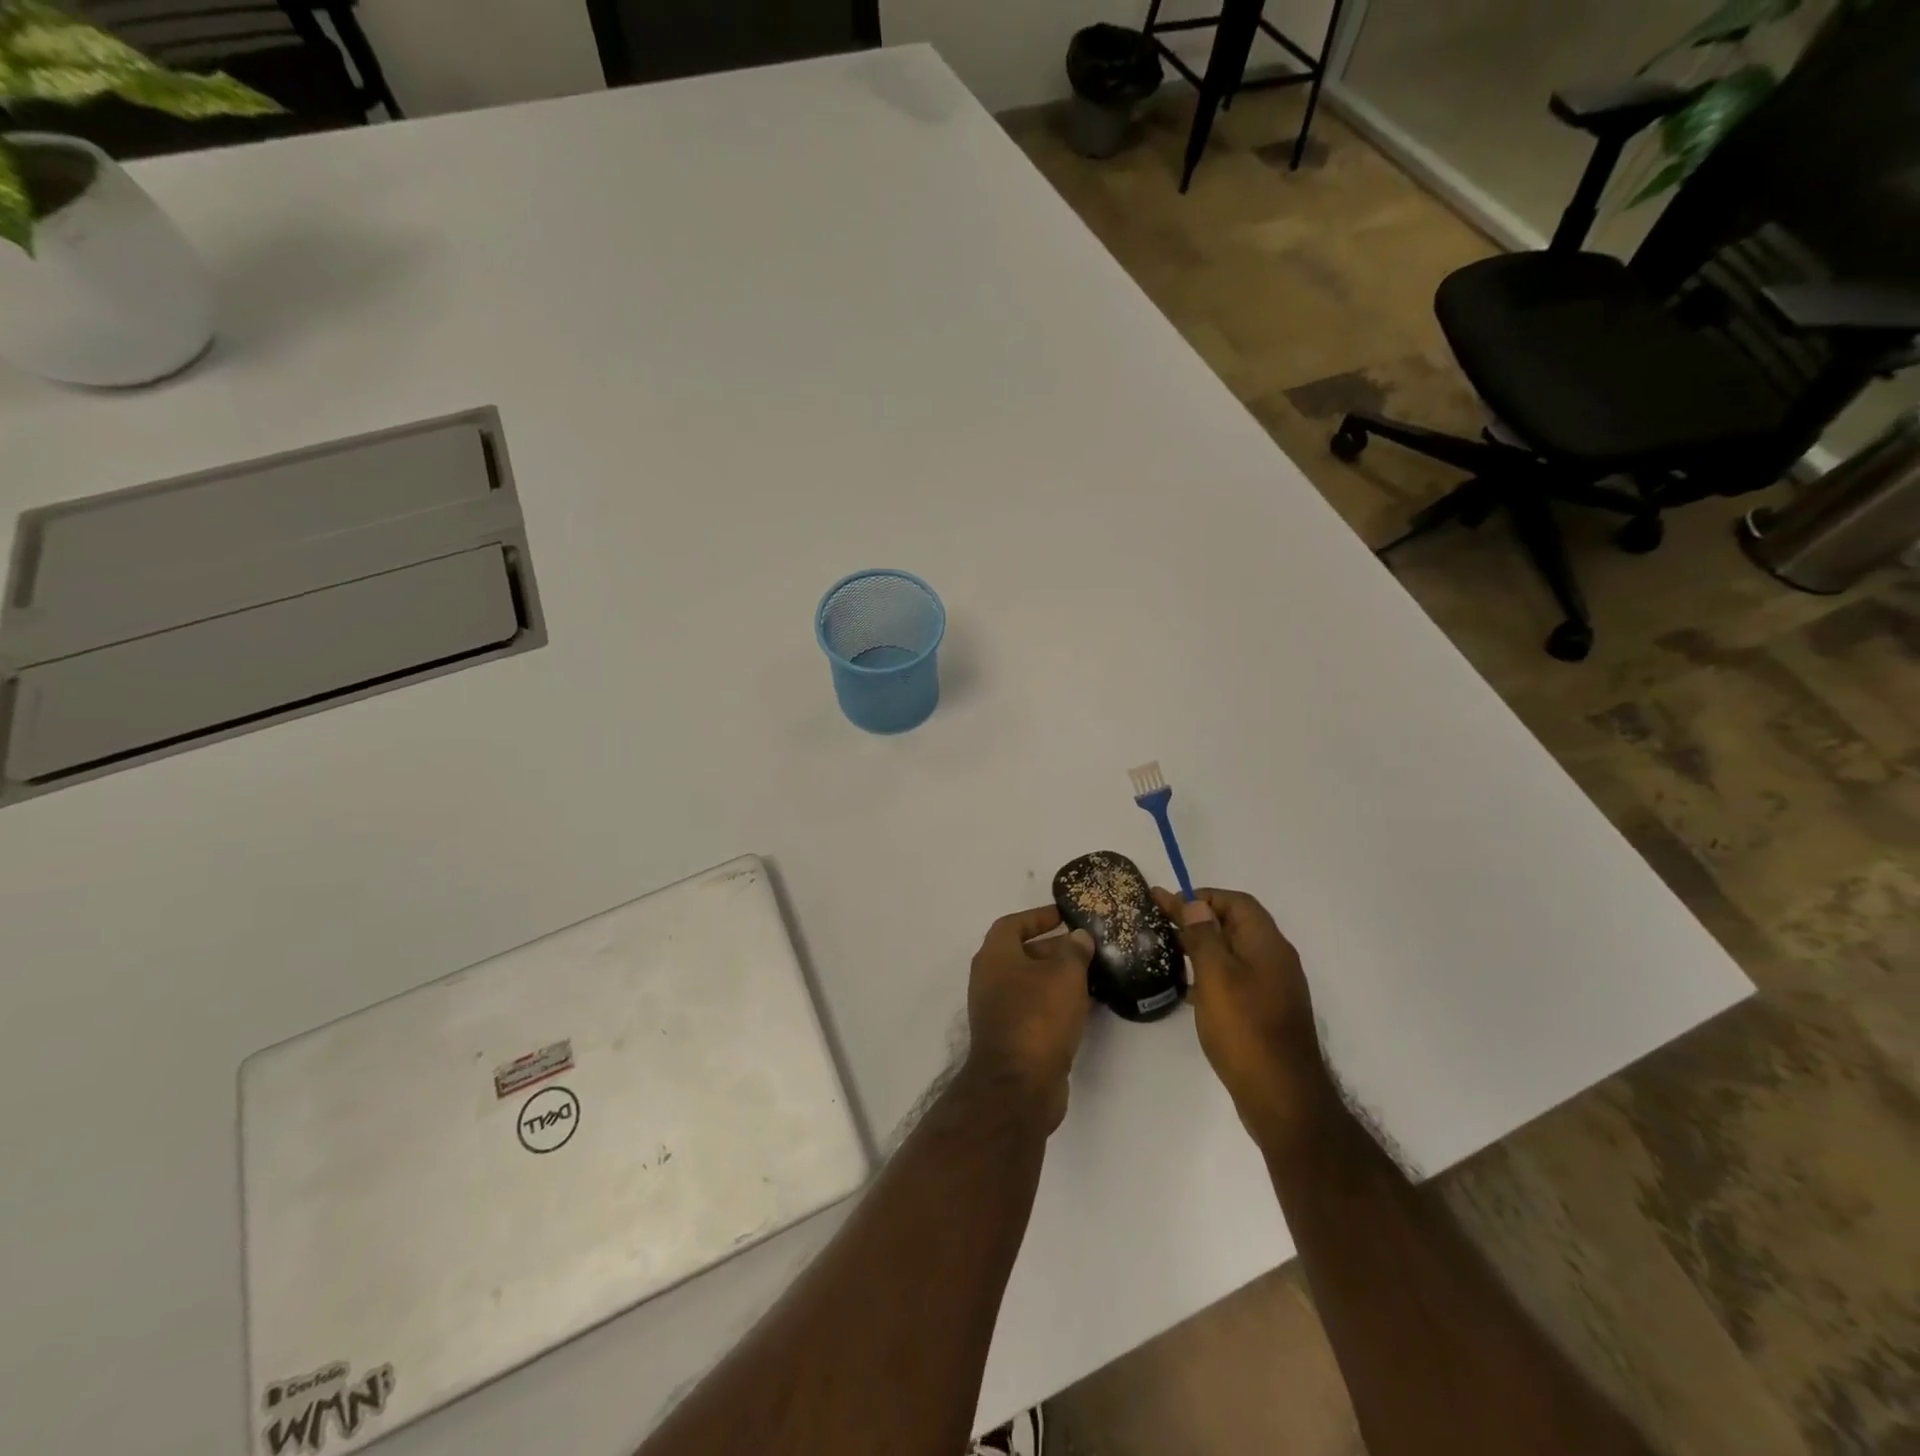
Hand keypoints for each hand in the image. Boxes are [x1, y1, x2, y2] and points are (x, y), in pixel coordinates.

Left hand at [963, 905, 1094, 1131]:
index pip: (1013, 924)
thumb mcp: (1065, 975)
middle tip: (1085, 948)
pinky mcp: (1010, 1037)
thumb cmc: (1039, 1017)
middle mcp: (989, 979)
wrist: (1019, 1085)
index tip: (1064, 915)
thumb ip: (1074, 951)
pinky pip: (1034, 1009)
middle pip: (1021, 953)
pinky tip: (1083, 1007)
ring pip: (1029, 984)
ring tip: (1091, 975)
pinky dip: (1055, 1003)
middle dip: (1053, 948)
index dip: (1038, 916)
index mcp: (994, 956)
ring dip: (1056, 978)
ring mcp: (997, 1010)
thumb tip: (1078, 937)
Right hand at [1152, 887, 1324, 1138]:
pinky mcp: (1267, 1012)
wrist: (1282, 1098)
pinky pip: (1237, 978)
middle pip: (1236, 925)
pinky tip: (1190, 988)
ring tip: (1169, 950)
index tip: (1168, 903)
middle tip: (1160, 922)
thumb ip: (1204, 936)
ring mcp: (1274, 988)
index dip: (1203, 896)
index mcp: (1267, 944)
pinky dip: (1213, 972)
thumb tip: (1195, 904)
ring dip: (1204, 946)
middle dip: (1199, 918)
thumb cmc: (1245, 1029)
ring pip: (1235, 952)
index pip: (1236, 902)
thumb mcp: (1216, 976)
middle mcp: (1275, 959)